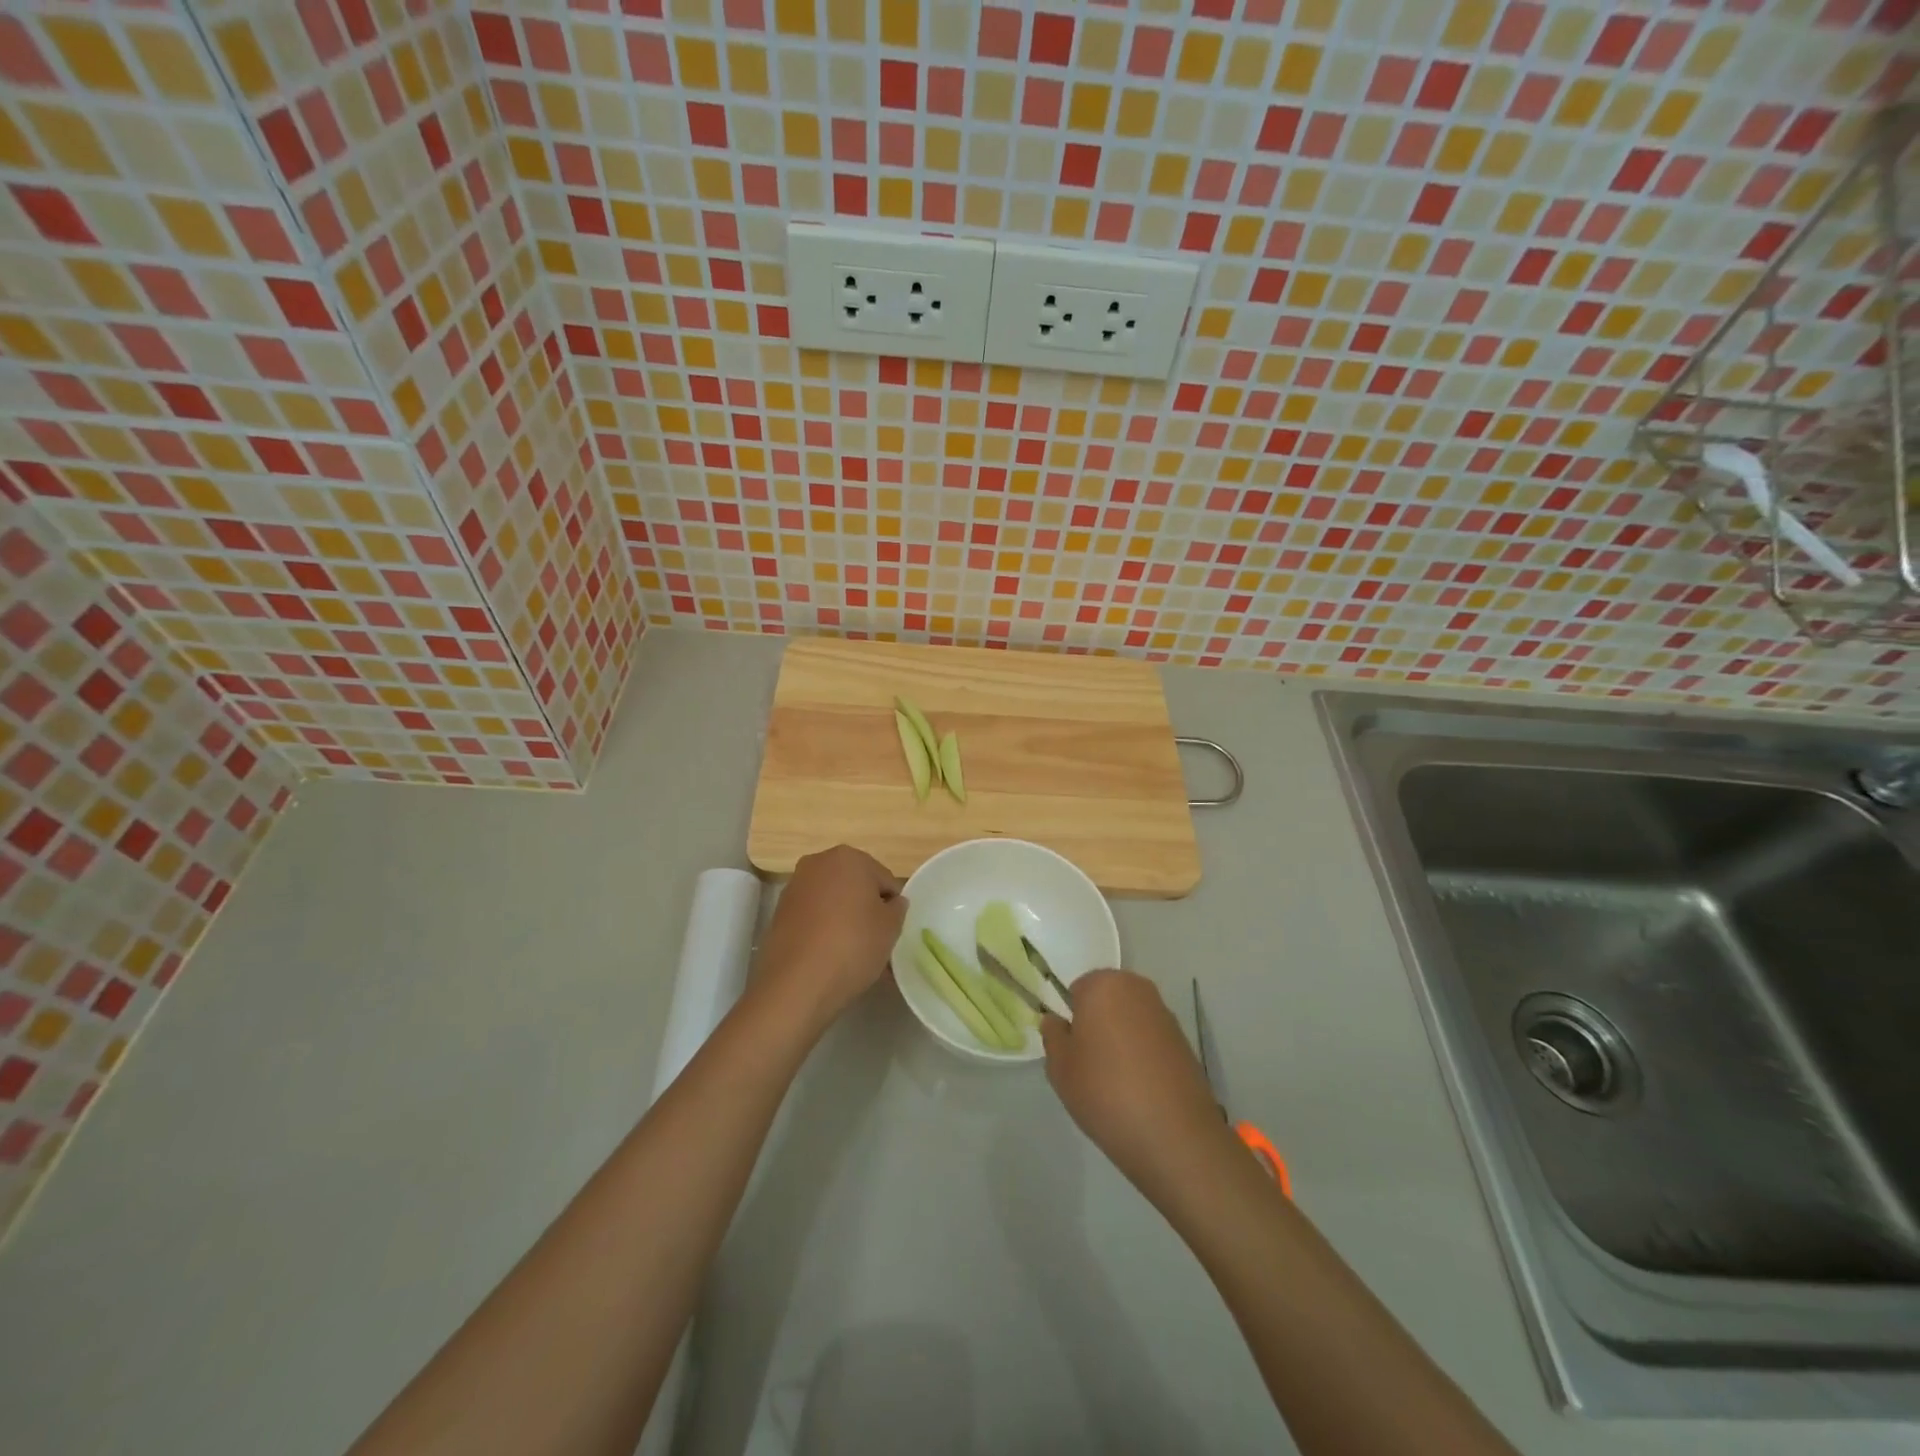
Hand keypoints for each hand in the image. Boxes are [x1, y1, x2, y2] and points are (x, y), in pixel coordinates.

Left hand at [754, 845, 906, 1031]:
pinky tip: (830, 956)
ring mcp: (795, 887)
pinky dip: (823, 929)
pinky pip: (812, 916)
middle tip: (874, 940)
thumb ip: (897, 908)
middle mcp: (818, 863)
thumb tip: (892, 903)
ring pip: (832, 901)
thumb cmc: (853, 945)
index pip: (884, 879)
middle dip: (865, 908)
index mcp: (849, 858)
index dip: (892, 906)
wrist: (797, 982)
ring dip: (844, 919)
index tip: (891, 930)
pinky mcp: (779, 912)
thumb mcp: (891, 927)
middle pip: (855, 886)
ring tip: (852, 953)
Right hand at [1042, 970, 1236, 1198]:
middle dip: (1097, 1024)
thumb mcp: (1060, 1068)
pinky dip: (1143, 1055)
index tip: (1072, 1050)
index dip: (1072, 1018)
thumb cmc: (1105, 1091)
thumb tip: (1057, 1021)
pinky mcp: (1184, 1042)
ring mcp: (1165, 1015)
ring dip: (1121, 1039)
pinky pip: (1151, 1039)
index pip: (1078, 989)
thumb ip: (1053, 1036)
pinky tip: (1140, 1090)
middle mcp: (1138, 989)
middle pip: (1107, 1000)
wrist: (1174, 1135)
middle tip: (1090, 1065)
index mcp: (1104, 985)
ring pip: (1130, 1020)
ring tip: (1116, 1082)